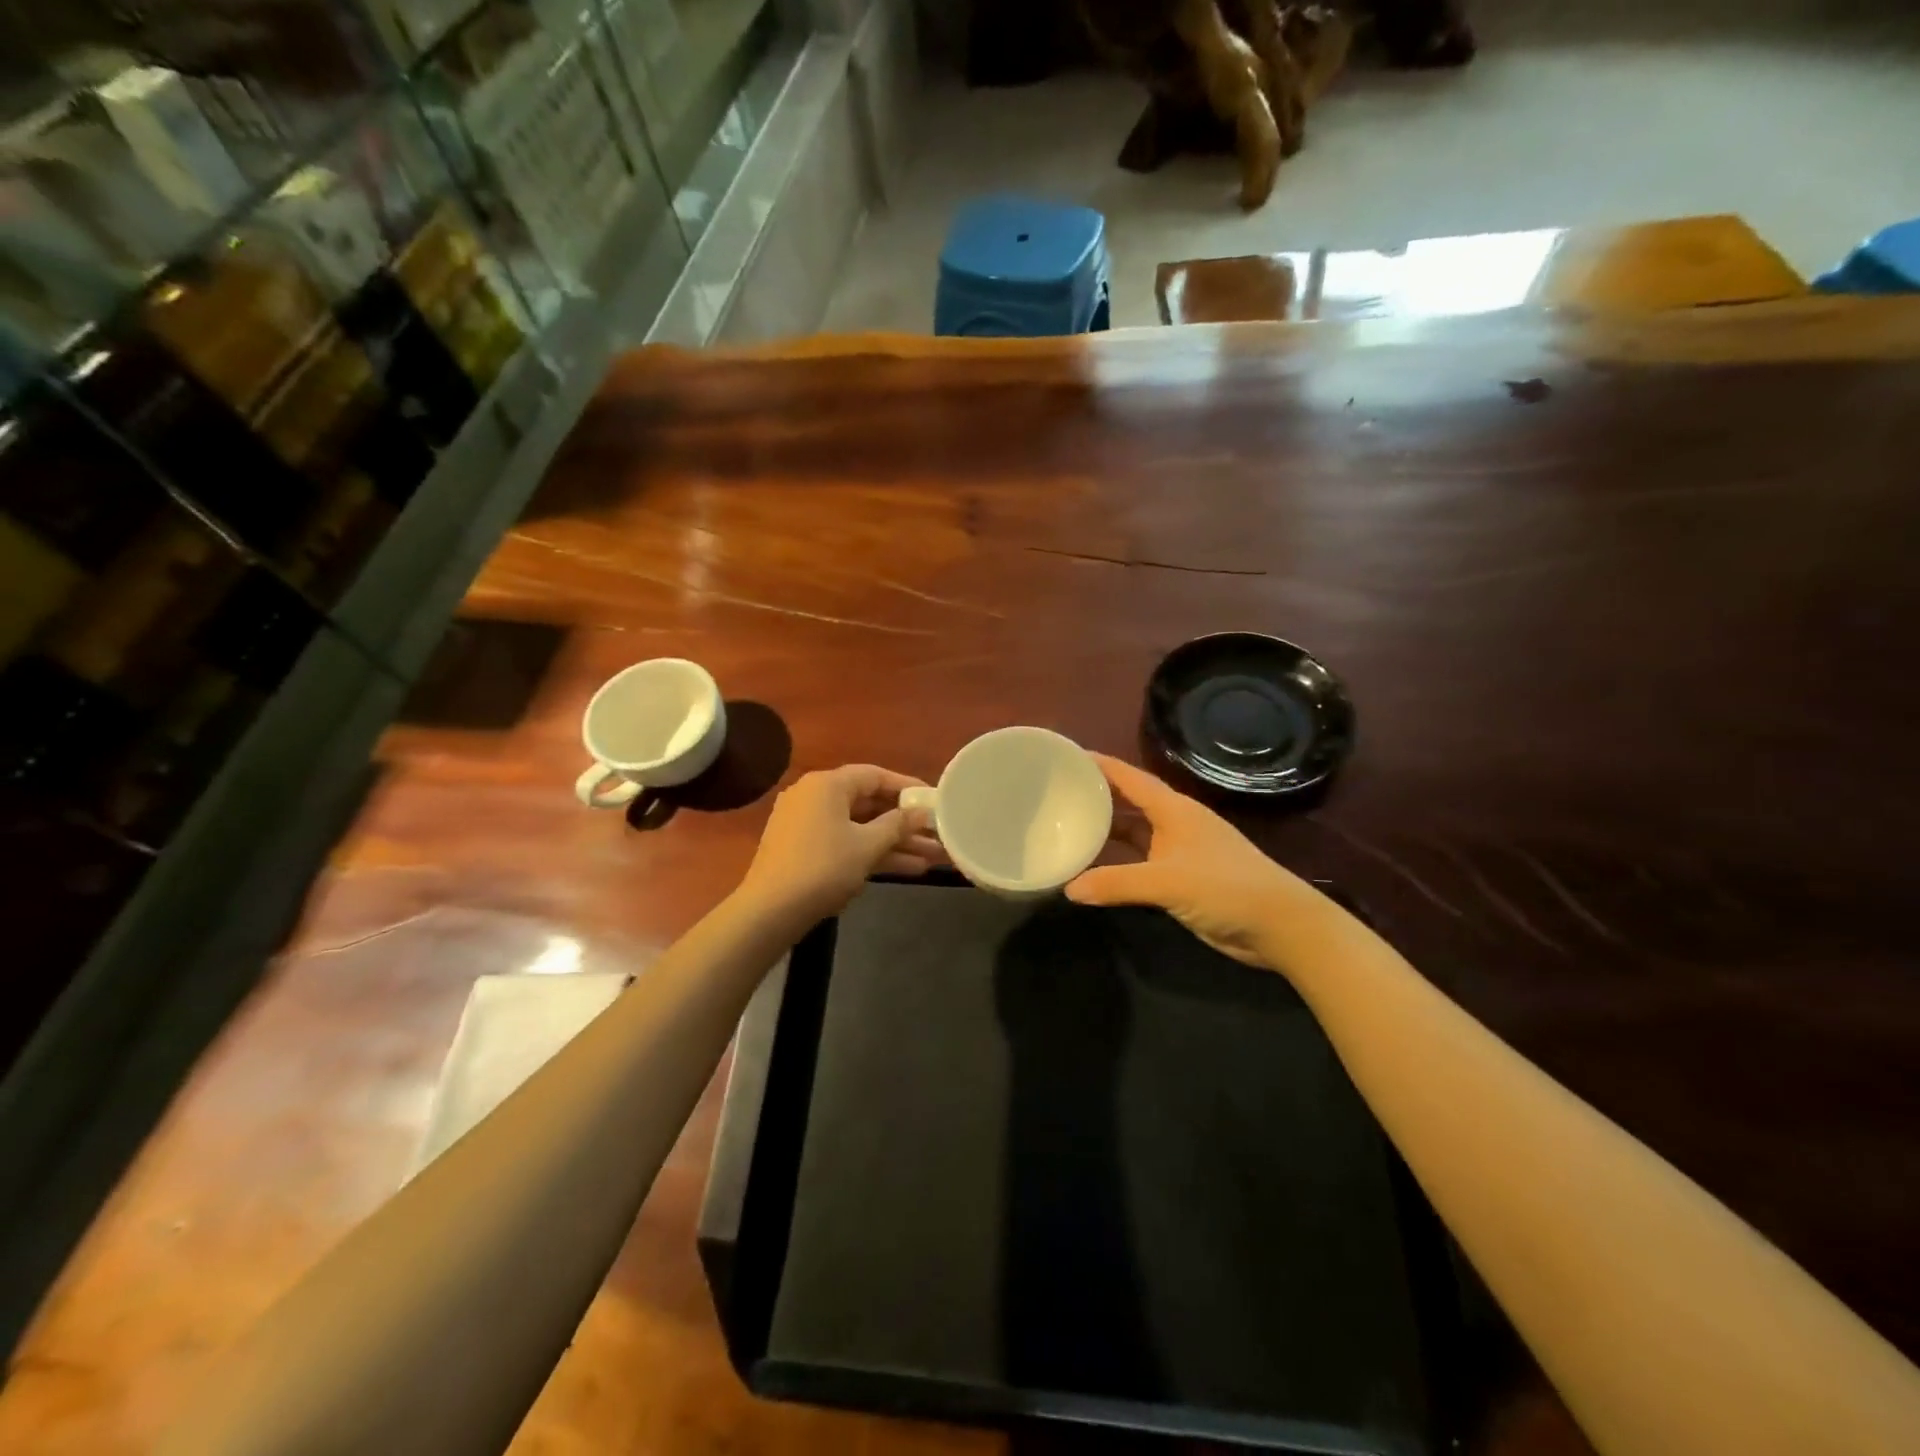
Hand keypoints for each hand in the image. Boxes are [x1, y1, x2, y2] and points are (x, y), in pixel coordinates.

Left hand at [738, 764, 942, 923]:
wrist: (770, 911)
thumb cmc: (823, 868)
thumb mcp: (867, 845)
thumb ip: (898, 825)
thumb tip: (922, 812)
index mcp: (827, 784)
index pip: (875, 775)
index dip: (908, 788)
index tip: (934, 800)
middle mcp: (815, 796)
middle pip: (869, 803)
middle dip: (906, 822)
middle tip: (939, 833)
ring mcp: (807, 824)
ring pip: (860, 827)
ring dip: (895, 842)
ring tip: (934, 857)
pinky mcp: (804, 849)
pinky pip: (846, 842)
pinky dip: (872, 852)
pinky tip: (908, 869)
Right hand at [1066, 754, 1310, 966]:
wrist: (1278, 924)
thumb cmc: (1225, 888)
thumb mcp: (1166, 883)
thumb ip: (1116, 883)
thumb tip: (1068, 889)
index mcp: (1174, 810)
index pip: (1130, 778)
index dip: (1100, 765)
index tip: (1066, 756)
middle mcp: (1174, 823)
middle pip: (1129, 801)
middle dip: (1097, 796)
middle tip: (1057, 793)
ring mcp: (1179, 850)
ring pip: (1134, 832)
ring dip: (1106, 830)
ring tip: (1067, 826)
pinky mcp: (1181, 877)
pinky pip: (1140, 860)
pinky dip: (1118, 861)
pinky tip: (1094, 867)